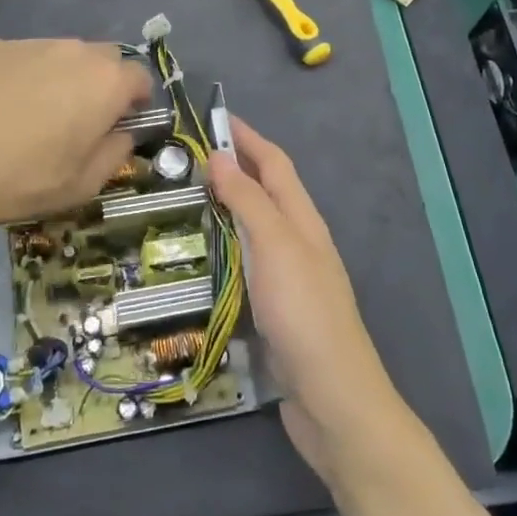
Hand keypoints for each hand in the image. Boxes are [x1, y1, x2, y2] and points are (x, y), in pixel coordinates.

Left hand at [0, 37, 150, 238]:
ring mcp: (30, 44)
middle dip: (102, 84)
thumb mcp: (82, 185)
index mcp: (106, 83)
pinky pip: (24, 57)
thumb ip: (115, 153)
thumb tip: (122, 133)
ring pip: (62, 55)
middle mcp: (74, 51)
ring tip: (34, 115)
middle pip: (103, 59)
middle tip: (80, 120)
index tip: (121, 125)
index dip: (136, 101)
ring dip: (63, 78)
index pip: (140, 77)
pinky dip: (24, 76)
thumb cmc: (21, 180)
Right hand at [206, 117, 403, 480]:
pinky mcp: (274, 310)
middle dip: (232, 168)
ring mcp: (287, 277)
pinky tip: (200, 258)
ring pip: (253, 228)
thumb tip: (219, 155)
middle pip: (264, 192)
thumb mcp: (275, 246)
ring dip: (224, 207)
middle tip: (185, 159)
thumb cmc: (304, 313)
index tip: (214, 116)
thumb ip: (248, 200)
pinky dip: (223, 248)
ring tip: (183, 200)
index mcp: (302, 220)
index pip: (273, 164)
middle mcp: (297, 242)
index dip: (247, 137)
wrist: (333, 399)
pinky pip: (245, 264)